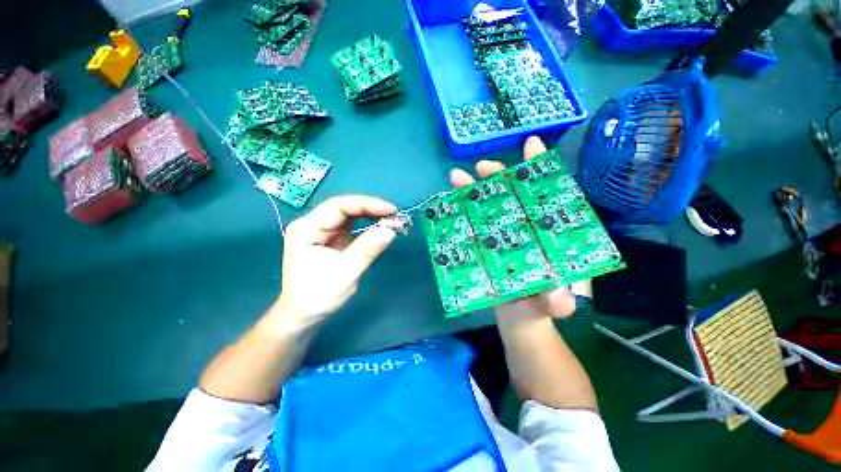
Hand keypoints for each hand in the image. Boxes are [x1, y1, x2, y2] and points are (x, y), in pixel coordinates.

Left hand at [275, 195, 397, 324]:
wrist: (303, 316)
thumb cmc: (317, 297)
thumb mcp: (344, 274)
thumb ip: (366, 250)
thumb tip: (390, 230)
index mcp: (307, 229)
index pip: (338, 206)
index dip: (366, 205)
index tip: (391, 210)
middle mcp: (312, 224)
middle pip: (344, 207)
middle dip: (370, 208)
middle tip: (395, 214)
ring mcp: (322, 231)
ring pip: (349, 214)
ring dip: (371, 215)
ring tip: (392, 218)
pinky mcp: (332, 238)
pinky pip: (352, 225)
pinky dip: (368, 224)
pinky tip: (380, 225)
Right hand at [449, 136, 577, 323]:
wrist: (518, 315)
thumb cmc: (540, 304)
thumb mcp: (553, 304)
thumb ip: (557, 303)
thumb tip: (556, 298)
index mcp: (546, 232)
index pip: (545, 195)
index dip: (540, 170)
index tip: (530, 146)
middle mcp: (523, 227)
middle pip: (511, 194)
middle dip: (498, 176)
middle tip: (482, 167)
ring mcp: (500, 233)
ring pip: (487, 206)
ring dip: (473, 190)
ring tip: (456, 177)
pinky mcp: (483, 243)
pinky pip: (471, 224)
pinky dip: (459, 212)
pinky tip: (447, 203)